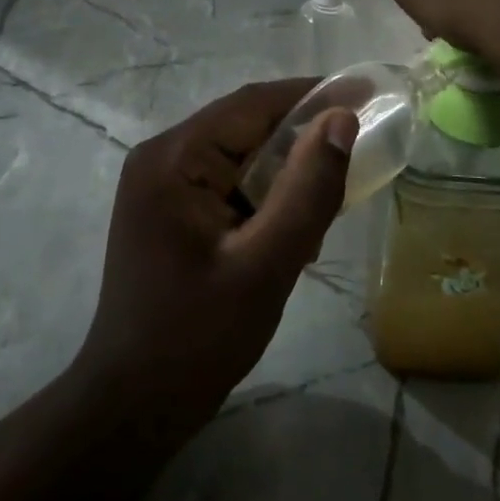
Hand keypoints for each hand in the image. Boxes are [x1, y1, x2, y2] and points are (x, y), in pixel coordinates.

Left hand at [72, 80, 358, 445]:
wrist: (132, 407)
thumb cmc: (197, 338)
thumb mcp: (265, 264)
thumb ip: (307, 189)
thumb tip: (341, 120)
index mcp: (173, 158)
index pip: (251, 105)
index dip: (312, 95)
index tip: (367, 93)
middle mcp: (162, 158)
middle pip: (245, 126)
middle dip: (302, 137)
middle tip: (359, 151)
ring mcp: (162, 185)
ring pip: (241, 156)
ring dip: (287, 171)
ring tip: (330, 200)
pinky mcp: (171, 211)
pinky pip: (229, 183)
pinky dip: (266, 196)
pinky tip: (293, 227)